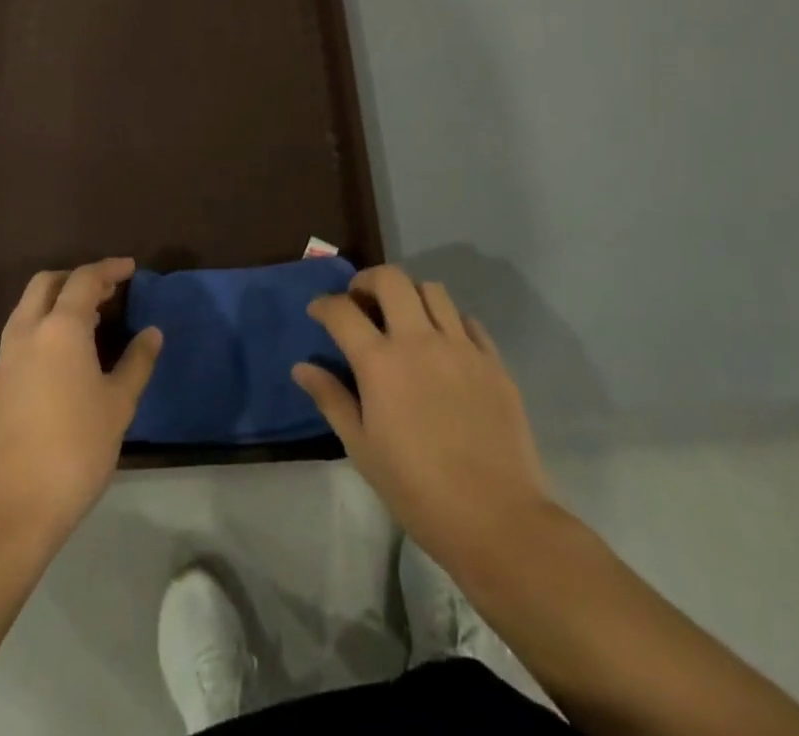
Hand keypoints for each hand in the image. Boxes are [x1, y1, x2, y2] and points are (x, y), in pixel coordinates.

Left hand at [0, 258, 160, 540]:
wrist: (12, 507)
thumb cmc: (74, 450)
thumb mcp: (118, 406)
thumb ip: (137, 362)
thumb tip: (152, 332)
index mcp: (60, 329)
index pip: (84, 279)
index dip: (109, 269)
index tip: (130, 268)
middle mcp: (27, 332)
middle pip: (47, 283)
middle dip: (76, 278)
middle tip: (107, 291)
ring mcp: (6, 357)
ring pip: (29, 307)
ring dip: (57, 301)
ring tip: (90, 319)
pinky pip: (22, 333)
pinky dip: (44, 325)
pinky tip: (65, 354)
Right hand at [292, 265, 552, 574]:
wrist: (496, 519)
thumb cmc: (416, 489)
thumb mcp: (362, 448)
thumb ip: (331, 399)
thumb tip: (302, 367)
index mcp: (380, 362)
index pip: (342, 311)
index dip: (324, 305)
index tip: (318, 312)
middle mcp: (419, 340)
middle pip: (391, 279)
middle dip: (368, 280)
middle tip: (361, 301)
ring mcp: (461, 347)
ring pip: (432, 290)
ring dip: (410, 295)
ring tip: (404, 318)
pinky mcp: (493, 362)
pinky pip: (468, 321)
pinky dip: (449, 322)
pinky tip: (444, 346)